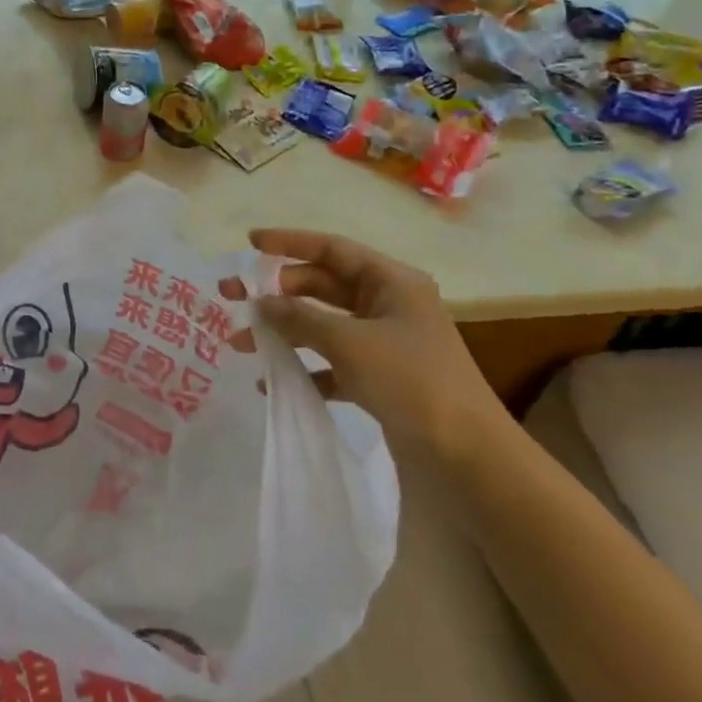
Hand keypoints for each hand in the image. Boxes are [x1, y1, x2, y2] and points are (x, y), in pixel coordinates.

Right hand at [245, 229, 504, 456]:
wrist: (469, 458)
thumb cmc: (412, 381)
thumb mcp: (349, 343)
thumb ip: (300, 318)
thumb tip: (261, 303)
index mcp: (391, 282)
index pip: (331, 248)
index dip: (288, 242)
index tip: (249, 243)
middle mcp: (388, 304)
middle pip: (321, 286)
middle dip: (276, 292)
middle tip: (231, 297)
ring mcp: (385, 342)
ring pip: (323, 324)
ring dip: (284, 331)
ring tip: (241, 343)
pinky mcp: (382, 378)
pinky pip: (333, 362)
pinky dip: (305, 368)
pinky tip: (274, 383)